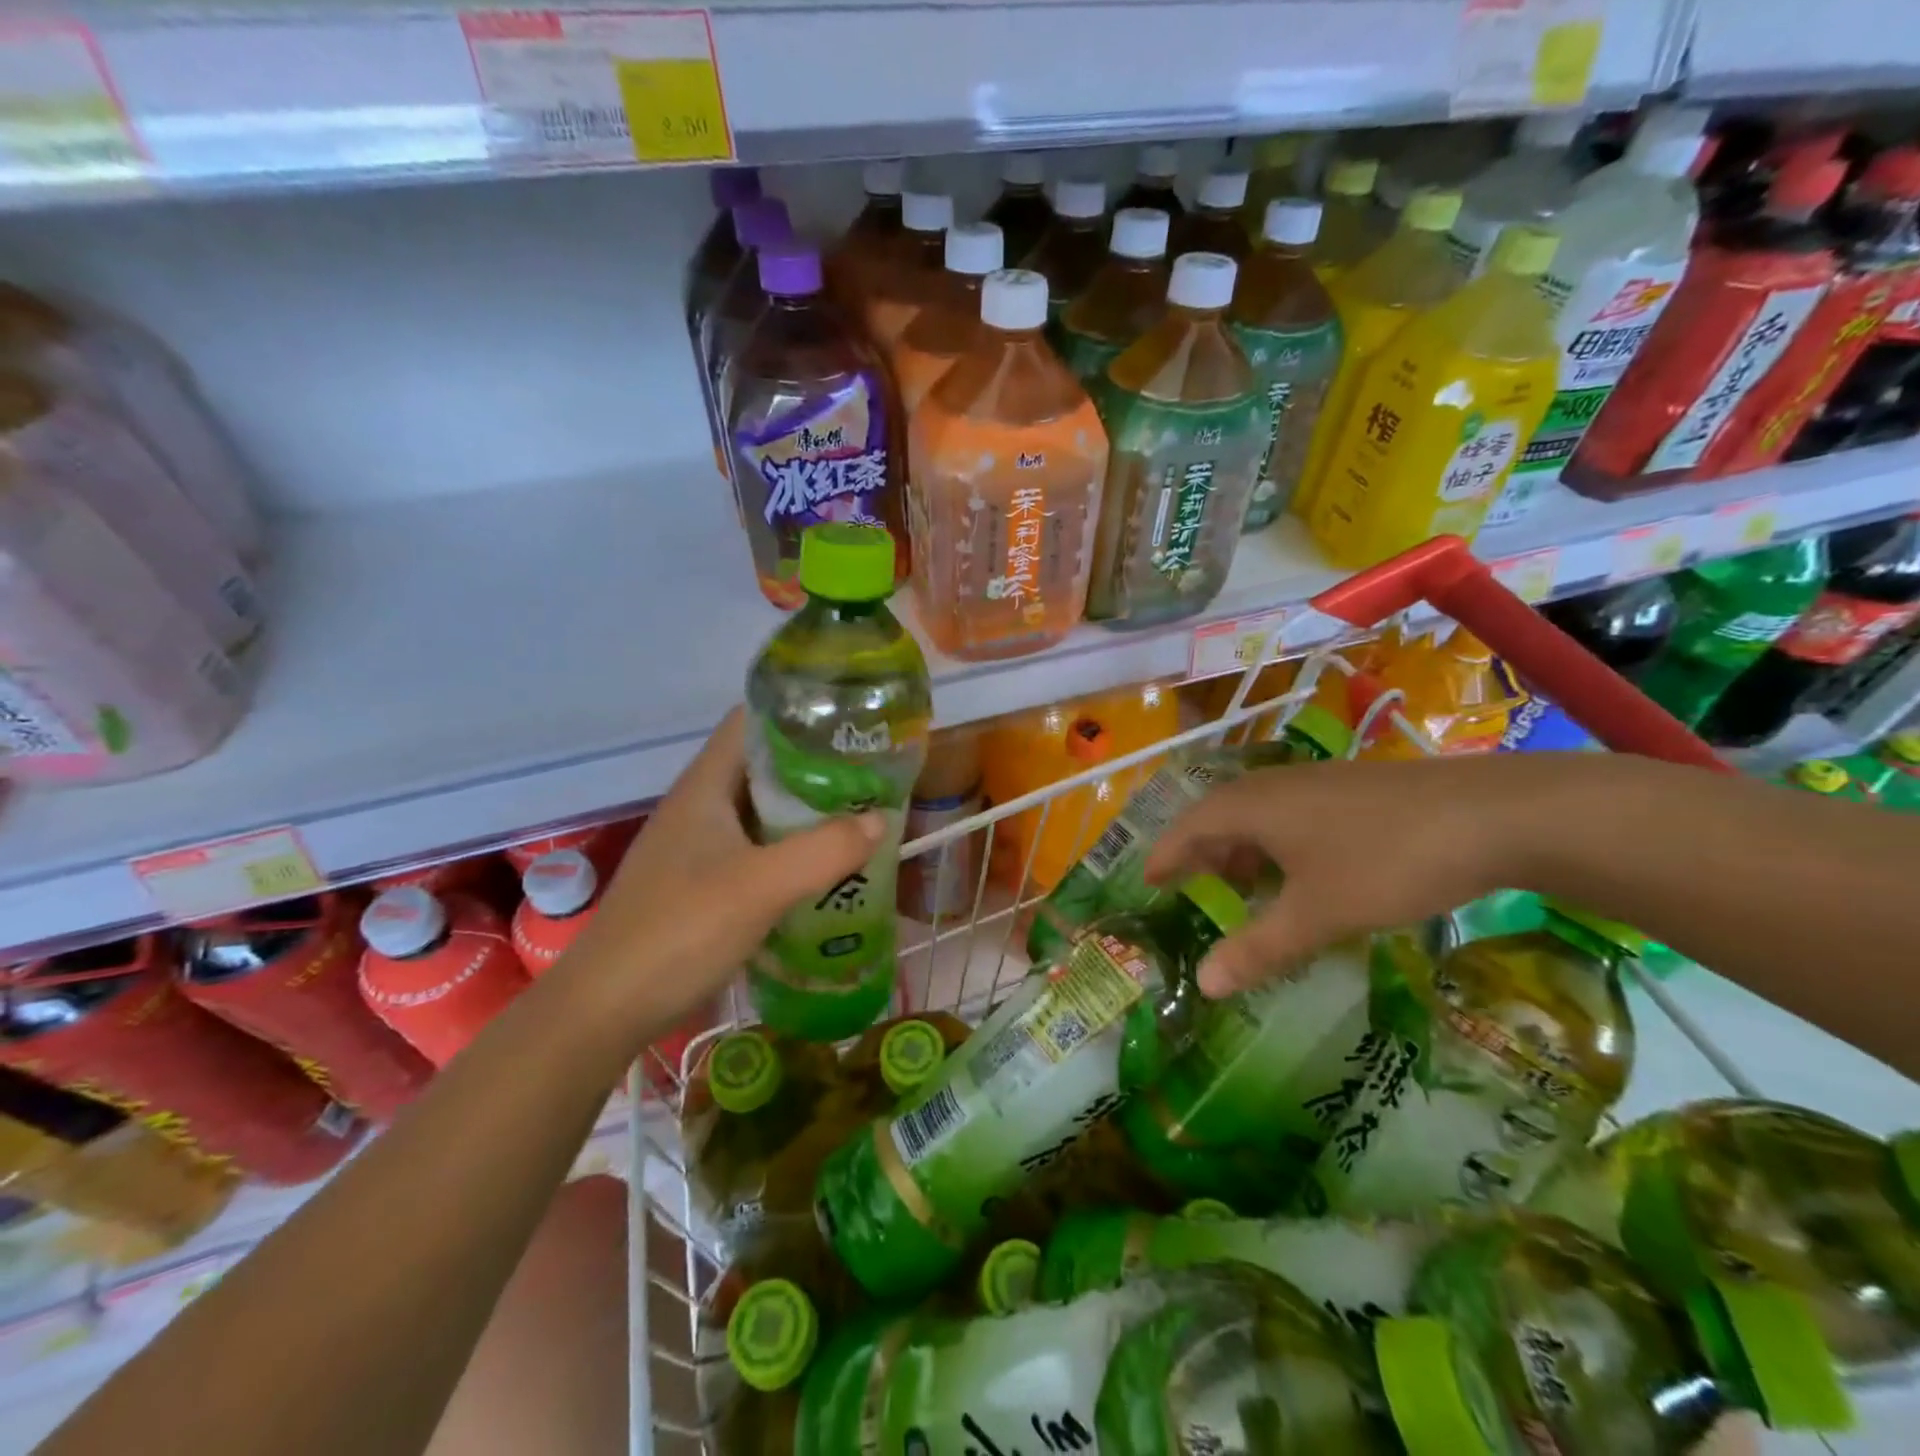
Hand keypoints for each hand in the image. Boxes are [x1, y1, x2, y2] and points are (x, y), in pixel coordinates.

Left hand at [553, 709, 883, 1034]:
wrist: (606, 1009)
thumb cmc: (680, 931)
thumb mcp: (761, 886)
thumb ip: (824, 850)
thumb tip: (879, 820)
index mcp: (705, 786)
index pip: (752, 721)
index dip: (799, 713)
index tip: (850, 724)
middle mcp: (700, 807)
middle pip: (763, 767)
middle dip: (816, 769)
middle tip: (871, 778)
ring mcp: (697, 848)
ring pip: (762, 813)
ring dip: (806, 814)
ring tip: (860, 819)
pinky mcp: (701, 885)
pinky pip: (756, 851)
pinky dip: (790, 852)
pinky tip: (824, 872)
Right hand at [1144, 753, 1584, 997]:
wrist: (1492, 814)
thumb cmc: (1385, 861)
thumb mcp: (1317, 914)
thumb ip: (1258, 949)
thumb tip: (1202, 985)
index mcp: (1252, 807)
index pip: (1189, 827)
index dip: (1166, 855)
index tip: (1148, 880)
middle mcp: (1276, 786)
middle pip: (1220, 816)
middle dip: (1202, 853)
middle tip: (1191, 888)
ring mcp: (1317, 783)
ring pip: (1259, 814)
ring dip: (1242, 849)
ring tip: (1245, 886)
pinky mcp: (1352, 789)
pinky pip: (1291, 814)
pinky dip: (1278, 844)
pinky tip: (1303, 871)